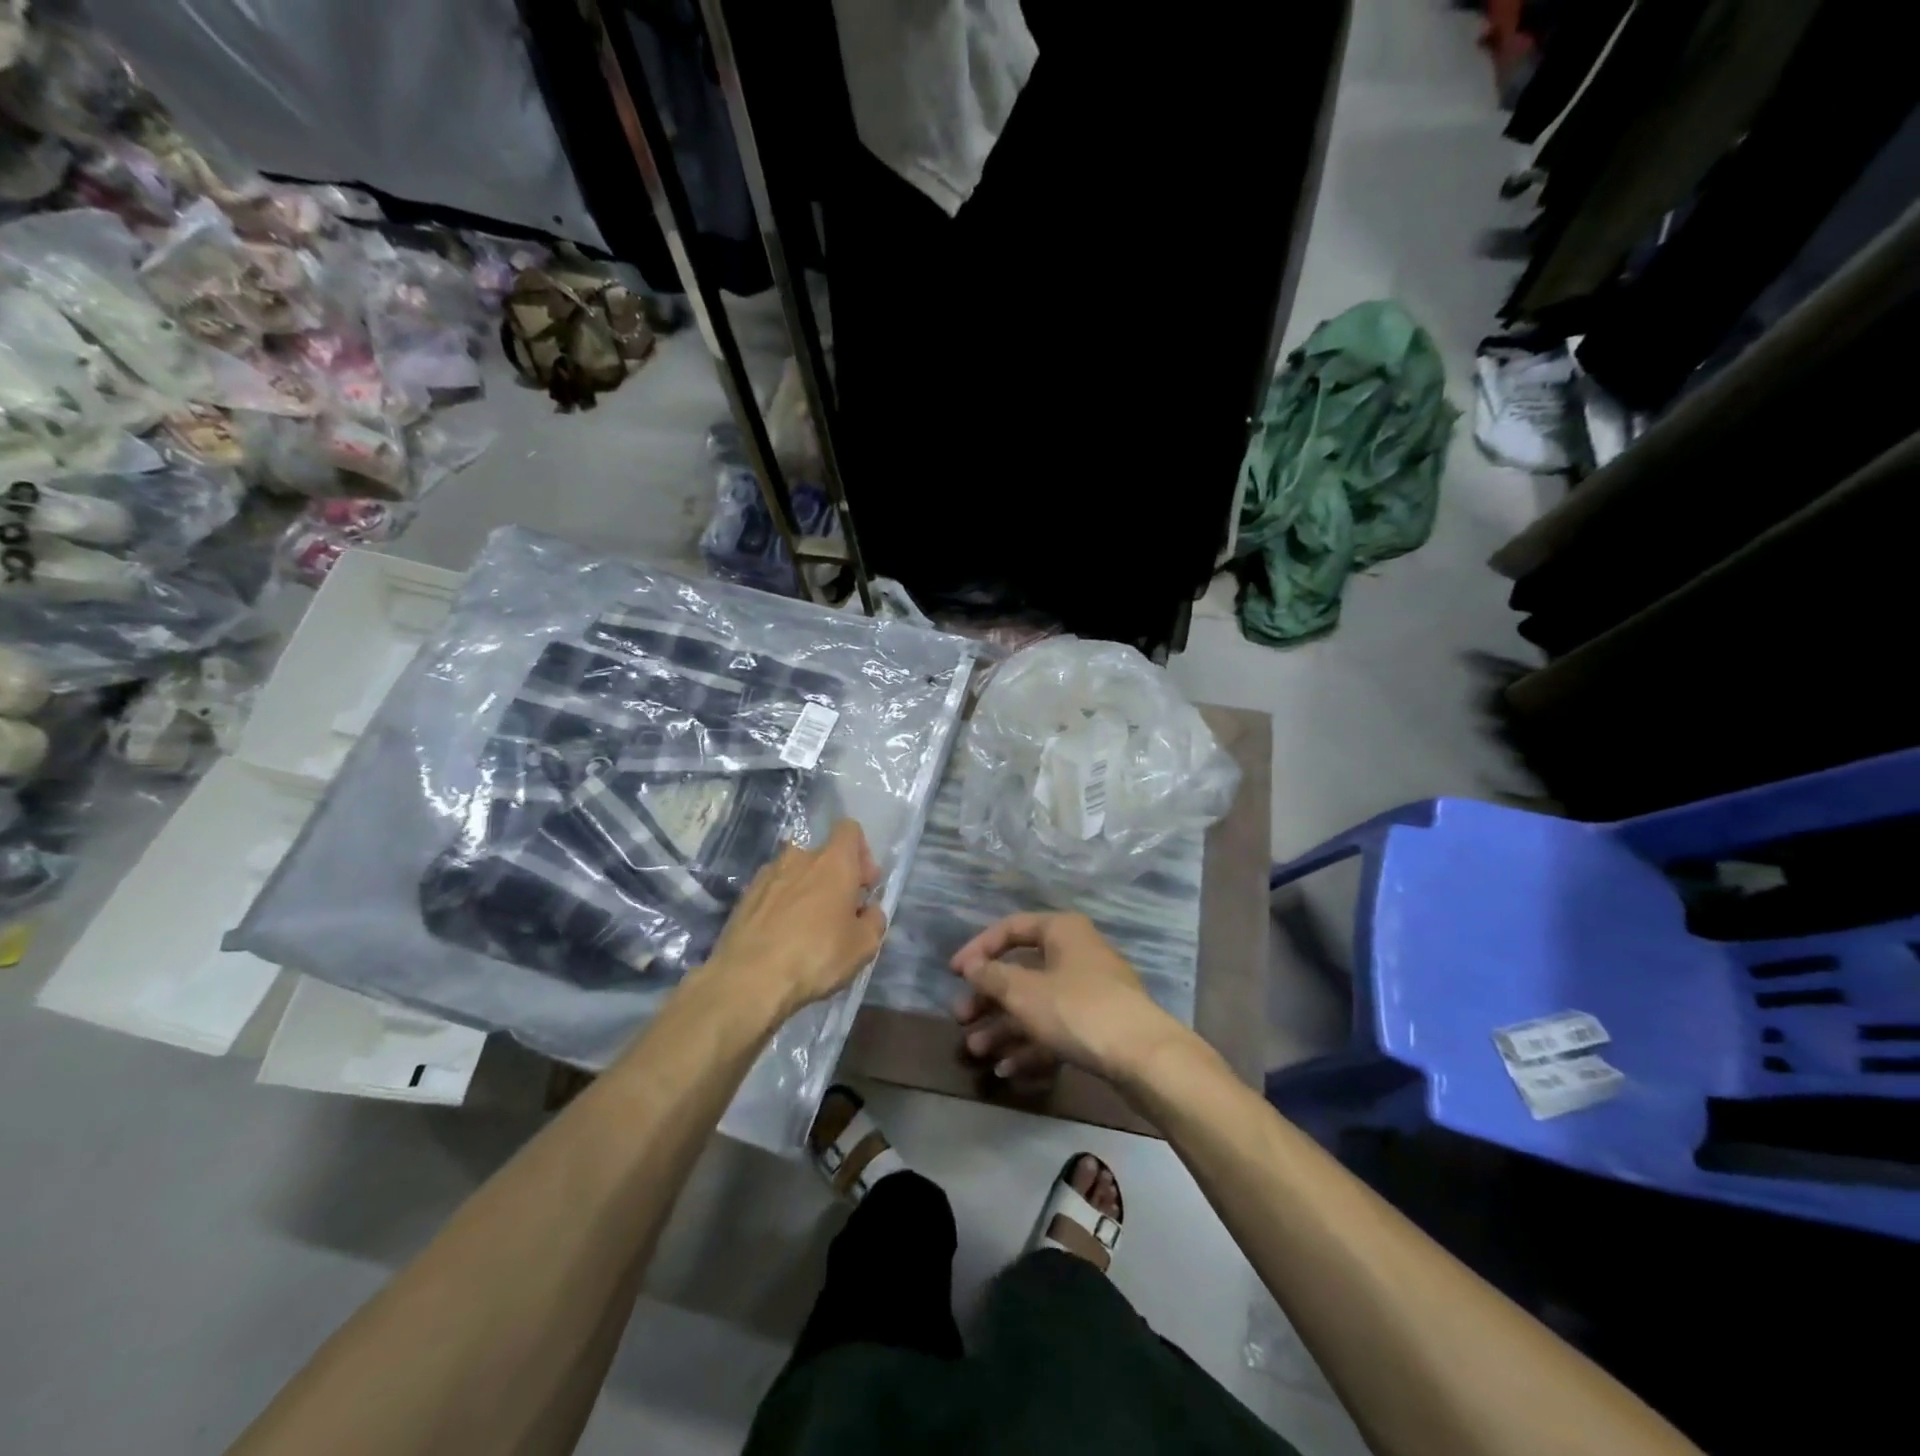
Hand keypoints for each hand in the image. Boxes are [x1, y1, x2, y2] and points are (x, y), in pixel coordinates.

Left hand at [704, 820, 885, 1018]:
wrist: (748, 979)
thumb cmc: (816, 955)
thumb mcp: (863, 945)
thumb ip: (874, 920)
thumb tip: (868, 911)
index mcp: (833, 861)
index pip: (849, 830)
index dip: (861, 853)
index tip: (863, 885)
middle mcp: (799, 858)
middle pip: (822, 855)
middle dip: (834, 878)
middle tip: (839, 913)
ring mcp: (766, 875)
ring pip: (795, 873)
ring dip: (806, 891)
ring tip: (807, 928)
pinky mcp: (744, 897)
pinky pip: (773, 892)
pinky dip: (781, 906)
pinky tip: (781, 937)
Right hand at [948, 911, 1183, 1086]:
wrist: (1145, 1058)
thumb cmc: (1078, 1010)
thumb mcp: (1025, 993)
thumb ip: (992, 977)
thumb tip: (972, 966)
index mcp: (1061, 931)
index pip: (1010, 928)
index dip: (978, 949)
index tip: (954, 974)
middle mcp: (1076, 953)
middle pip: (1021, 970)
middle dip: (988, 998)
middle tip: (961, 1019)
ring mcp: (1089, 991)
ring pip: (1036, 1004)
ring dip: (1004, 1027)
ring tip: (977, 1052)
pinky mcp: (1098, 1025)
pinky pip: (1055, 1028)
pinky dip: (1030, 1045)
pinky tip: (1007, 1069)